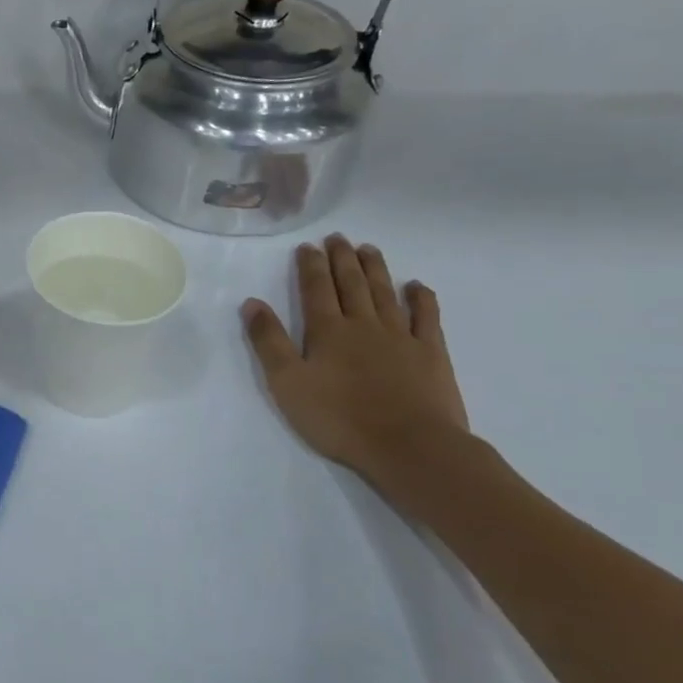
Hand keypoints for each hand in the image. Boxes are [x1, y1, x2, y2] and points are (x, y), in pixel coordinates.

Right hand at [240, 236, 469, 481]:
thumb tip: (252, 302)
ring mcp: (401, 337)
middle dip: (341, 259)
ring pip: (385, 293)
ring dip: (375, 269)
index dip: (310, 266)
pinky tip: (416, 286)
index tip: (307, 246)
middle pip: (352, 284)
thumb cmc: (339, 418)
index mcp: (327, 331)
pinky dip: (421, 298)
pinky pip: (426, 317)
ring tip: (368, 249)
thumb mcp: (287, 383)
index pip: (315, 289)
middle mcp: (364, 324)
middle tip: (337, 237)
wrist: (409, 446)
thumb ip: (269, 342)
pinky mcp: (430, 354)